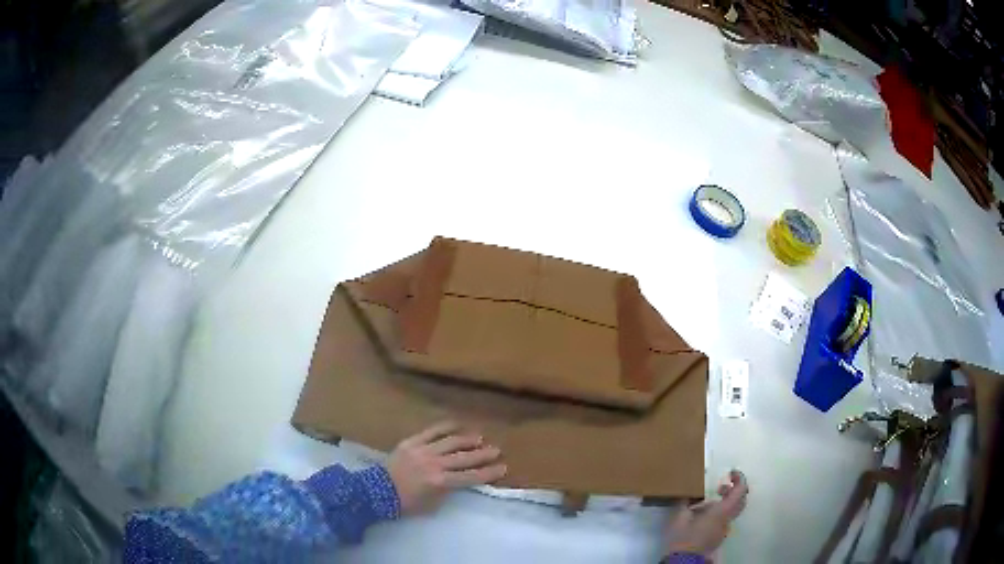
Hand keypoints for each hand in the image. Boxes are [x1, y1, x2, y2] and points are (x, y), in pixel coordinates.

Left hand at [386, 421, 506, 514]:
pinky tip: (458, 424)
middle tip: (497, 451)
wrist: (378, 491)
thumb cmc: (406, 503)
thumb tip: (460, 480)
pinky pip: (432, 431)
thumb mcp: (432, 504)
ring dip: (468, 440)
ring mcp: (423, 451)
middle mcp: (435, 464)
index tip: (503, 468)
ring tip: (481, 438)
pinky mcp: (412, 442)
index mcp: (440, 482)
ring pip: (452, 442)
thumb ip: (447, 491)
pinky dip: (447, 427)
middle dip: (483, 454)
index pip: (471, 476)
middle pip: (465, 458)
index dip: (489, 473)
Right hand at [664, 470, 748, 556]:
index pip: (741, 490)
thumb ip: (685, 502)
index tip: (731, 472)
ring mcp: (723, 529)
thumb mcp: (679, 517)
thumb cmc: (683, 537)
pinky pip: (724, 520)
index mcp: (722, 511)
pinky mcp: (718, 537)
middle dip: (734, 490)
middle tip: (721, 486)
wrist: (684, 561)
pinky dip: (719, 512)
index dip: (739, 478)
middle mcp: (727, 519)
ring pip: (732, 511)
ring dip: (725, 502)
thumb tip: (686, 491)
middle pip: (741, 501)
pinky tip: (702, 516)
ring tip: (706, 502)